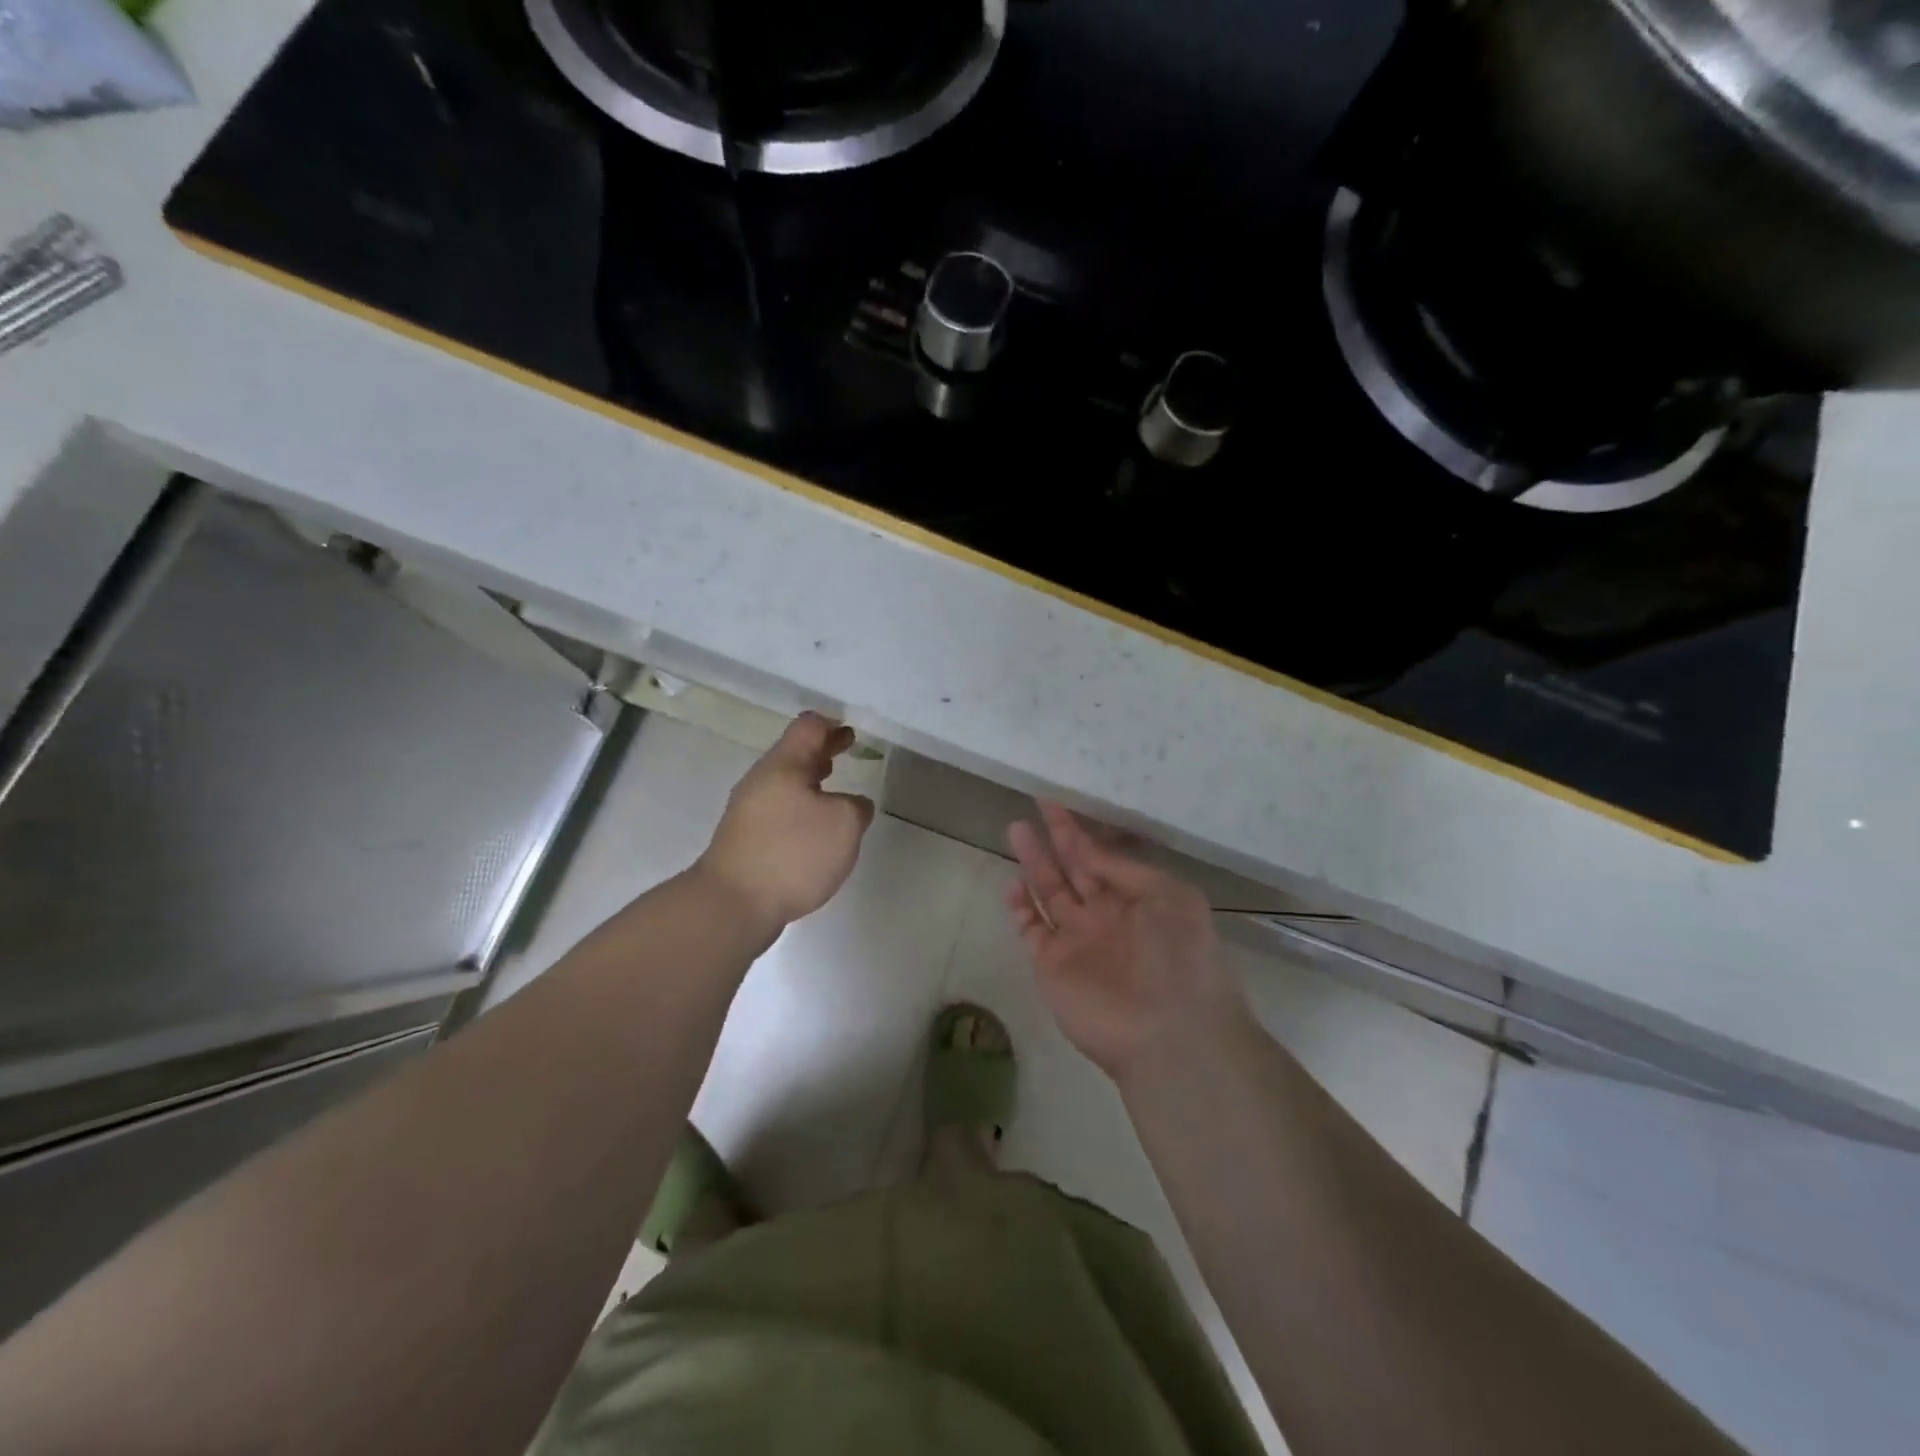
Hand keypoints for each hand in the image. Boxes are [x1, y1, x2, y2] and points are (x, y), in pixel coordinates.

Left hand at [696, 712, 874, 933]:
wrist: (732, 904)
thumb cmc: (793, 853)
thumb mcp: (845, 824)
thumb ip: (857, 806)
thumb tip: (851, 805)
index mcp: (784, 765)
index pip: (809, 727)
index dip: (833, 724)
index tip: (852, 730)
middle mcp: (762, 781)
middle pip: (794, 752)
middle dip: (824, 749)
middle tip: (848, 747)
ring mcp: (748, 811)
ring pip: (785, 782)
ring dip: (811, 778)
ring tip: (834, 786)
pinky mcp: (745, 839)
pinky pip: (778, 810)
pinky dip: (800, 806)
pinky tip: (814, 828)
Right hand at [1007, 803, 1249, 1087]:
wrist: (1169, 1031)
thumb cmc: (1180, 956)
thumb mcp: (1169, 896)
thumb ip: (1125, 870)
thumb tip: (1092, 850)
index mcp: (1137, 899)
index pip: (1101, 856)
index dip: (1080, 830)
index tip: (1058, 802)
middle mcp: (1105, 916)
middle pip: (1073, 869)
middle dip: (1056, 839)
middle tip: (1035, 804)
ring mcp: (1077, 941)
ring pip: (1049, 894)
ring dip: (1034, 864)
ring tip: (1016, 830)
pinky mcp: (1052, 966)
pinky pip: (1031, 930)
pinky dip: (1020, 908)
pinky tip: (1012, 883)